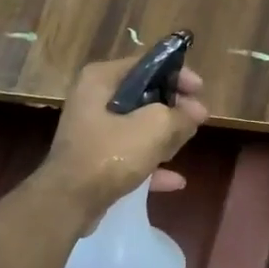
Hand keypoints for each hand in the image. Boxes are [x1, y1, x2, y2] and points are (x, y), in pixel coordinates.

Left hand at [41, 58, 208, 212]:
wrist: (68, 203)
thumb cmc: (110, 154)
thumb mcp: (154, 128)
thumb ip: (180, 115)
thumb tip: (196, 112)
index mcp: (101, 79)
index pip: (146, 64)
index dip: (177, 75)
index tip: (200, 90)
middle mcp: (93, 99)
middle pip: (144, 96)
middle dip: (173, 108)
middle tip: (198, 119)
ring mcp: (92, 131)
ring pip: (138, 126)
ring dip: (164, 136)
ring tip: (187, 143)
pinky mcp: (94, 160)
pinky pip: (129, 154)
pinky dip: (151, 163)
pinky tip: (176, 180)